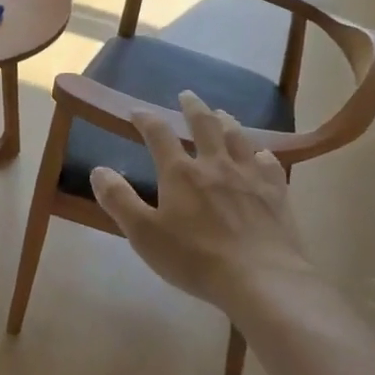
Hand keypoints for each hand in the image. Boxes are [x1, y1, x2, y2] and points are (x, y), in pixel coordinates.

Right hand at [90, 91, 314, 320]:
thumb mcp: (144, 234)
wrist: (261, 280)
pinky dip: (260, 153)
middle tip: (187, 95)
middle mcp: (215, 165)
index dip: (146, 119)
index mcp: (180, 173)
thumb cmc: (195, 259)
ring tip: (221, 114)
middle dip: (193, 108)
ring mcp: (249, 176)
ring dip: (227, 122)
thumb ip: (119, 200)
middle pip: (205, 125)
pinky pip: (269, 163)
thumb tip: (98, 170)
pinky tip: (260, 155)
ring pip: (238, 137)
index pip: (159, 134)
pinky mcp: (276, 193)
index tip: (136, 111)